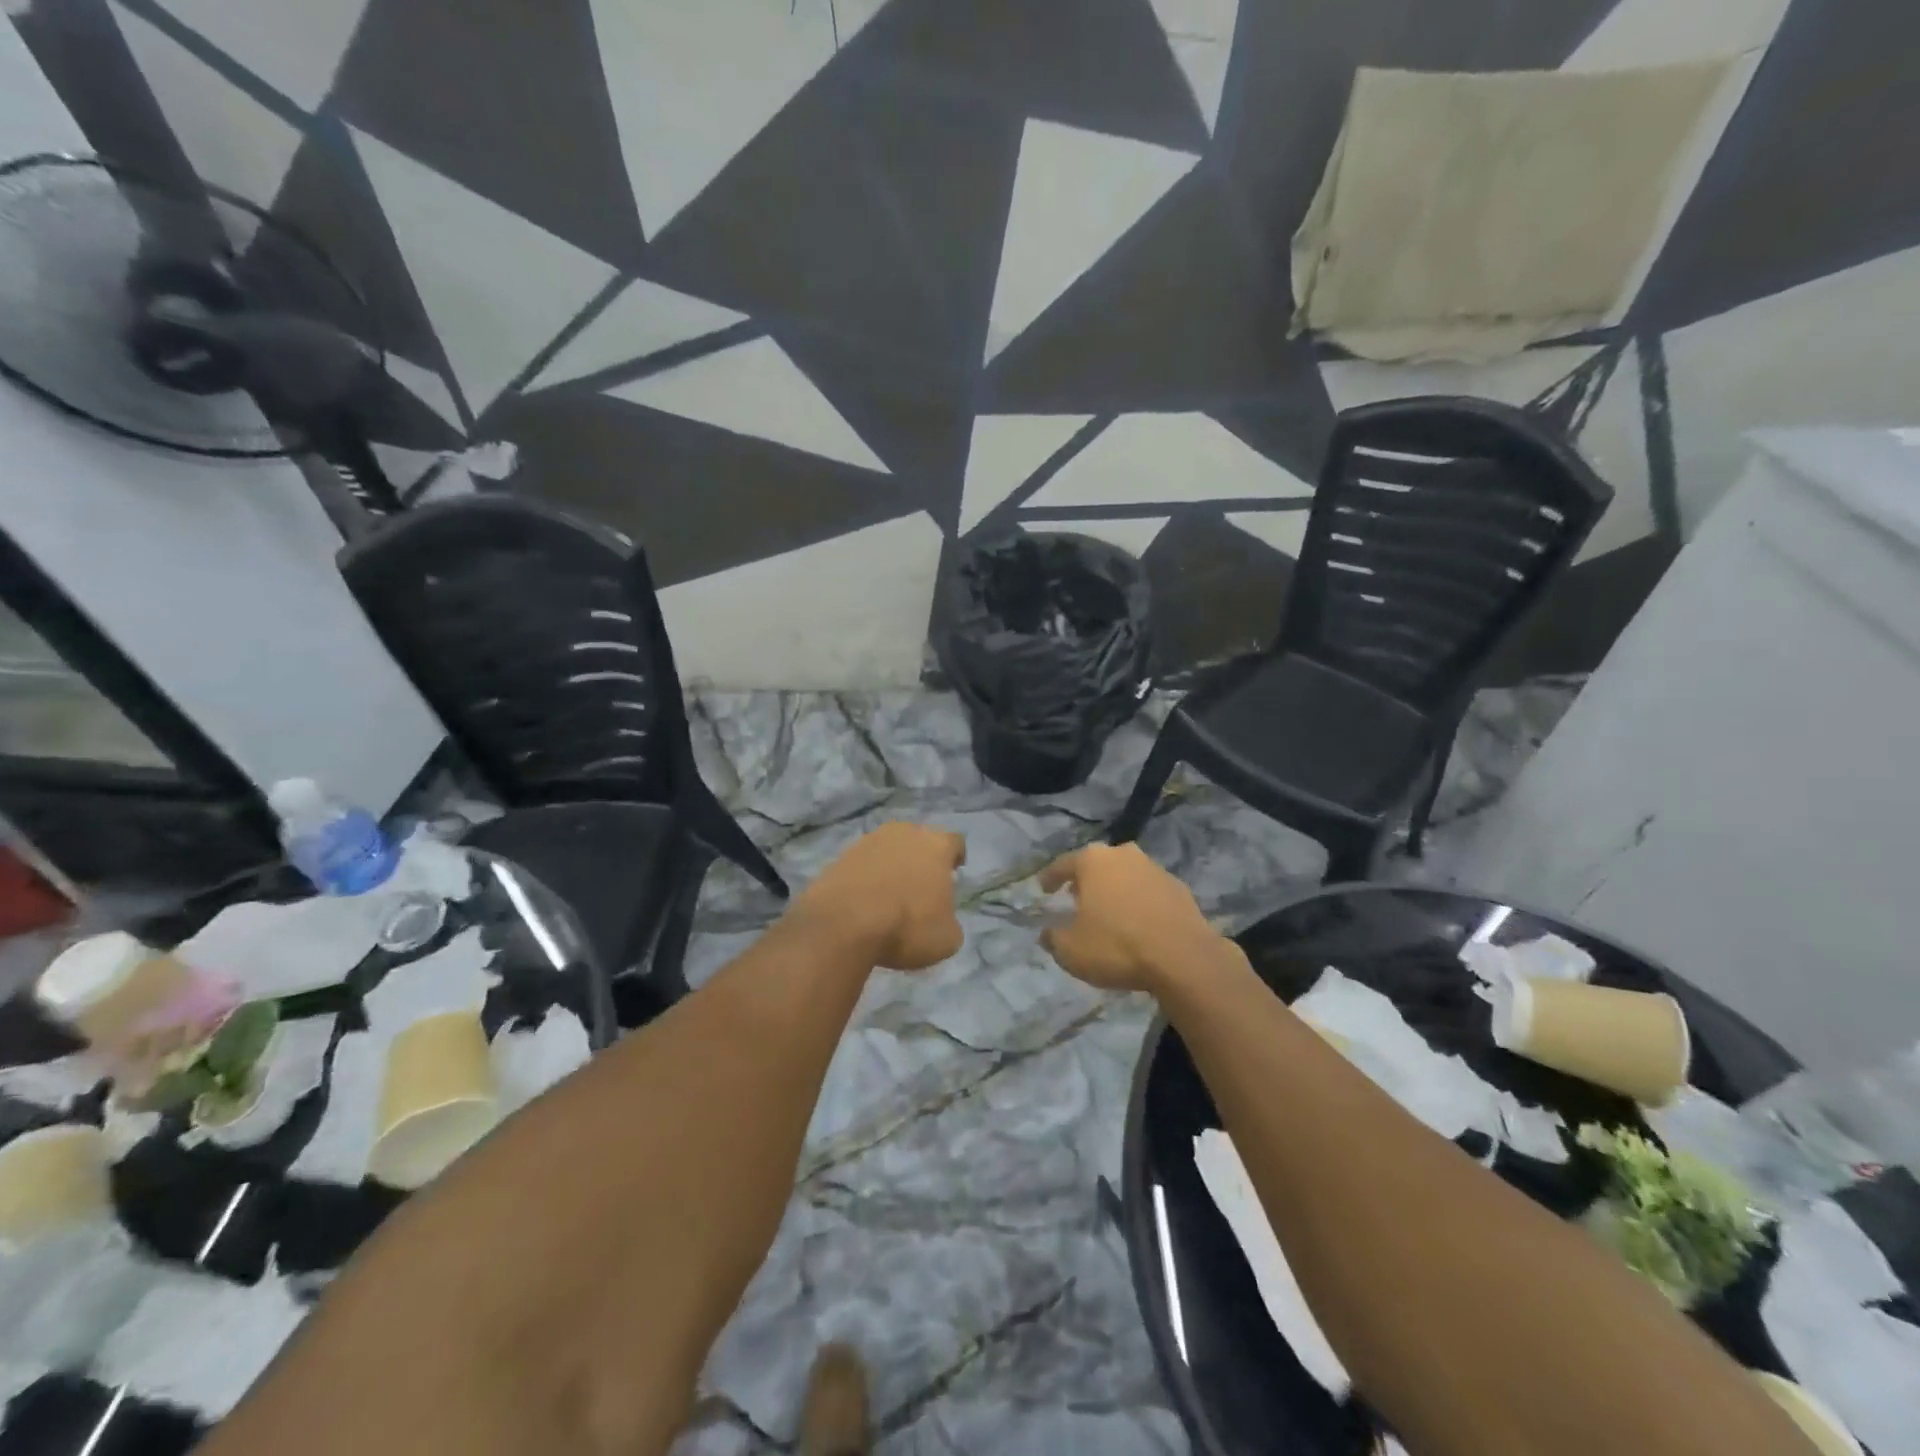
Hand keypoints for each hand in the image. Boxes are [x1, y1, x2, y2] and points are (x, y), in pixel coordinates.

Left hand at [793, 822, 965, 969]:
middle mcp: (904, 833)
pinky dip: (866, 877)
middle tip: (921, 885)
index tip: (953, 873)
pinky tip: (864, 901)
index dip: (956, 857)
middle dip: (921, 859)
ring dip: (891, 866)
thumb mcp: (946, 939)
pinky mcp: (840, 855)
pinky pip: (862, 863)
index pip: (955, 842)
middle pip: (919, 840)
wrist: (844, 923)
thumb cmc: (907, 926)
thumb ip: (950, 922)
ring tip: (889, 895)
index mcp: (936, 845)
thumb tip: (943, 921)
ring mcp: (869, 841)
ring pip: (888, 848)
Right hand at [1037, 844, 1220, 992]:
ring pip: (1126, 875)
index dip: (1050, 877)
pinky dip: (1140, 902)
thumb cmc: (1117, 946)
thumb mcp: (1071, 950)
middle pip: (1097, 864)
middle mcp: (1123, 855)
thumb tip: (1047, 933)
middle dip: (1086, 880)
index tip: (1043, 888)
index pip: (1063, 864)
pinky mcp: (1179, 888)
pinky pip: (1149, 891)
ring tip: (1109, 911)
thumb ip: (1054, 939)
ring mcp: (1155, 869)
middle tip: (1076, 897)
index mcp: (1093, 861)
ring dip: (1115, 889)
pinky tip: (1138, 922)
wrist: (1183, 958)